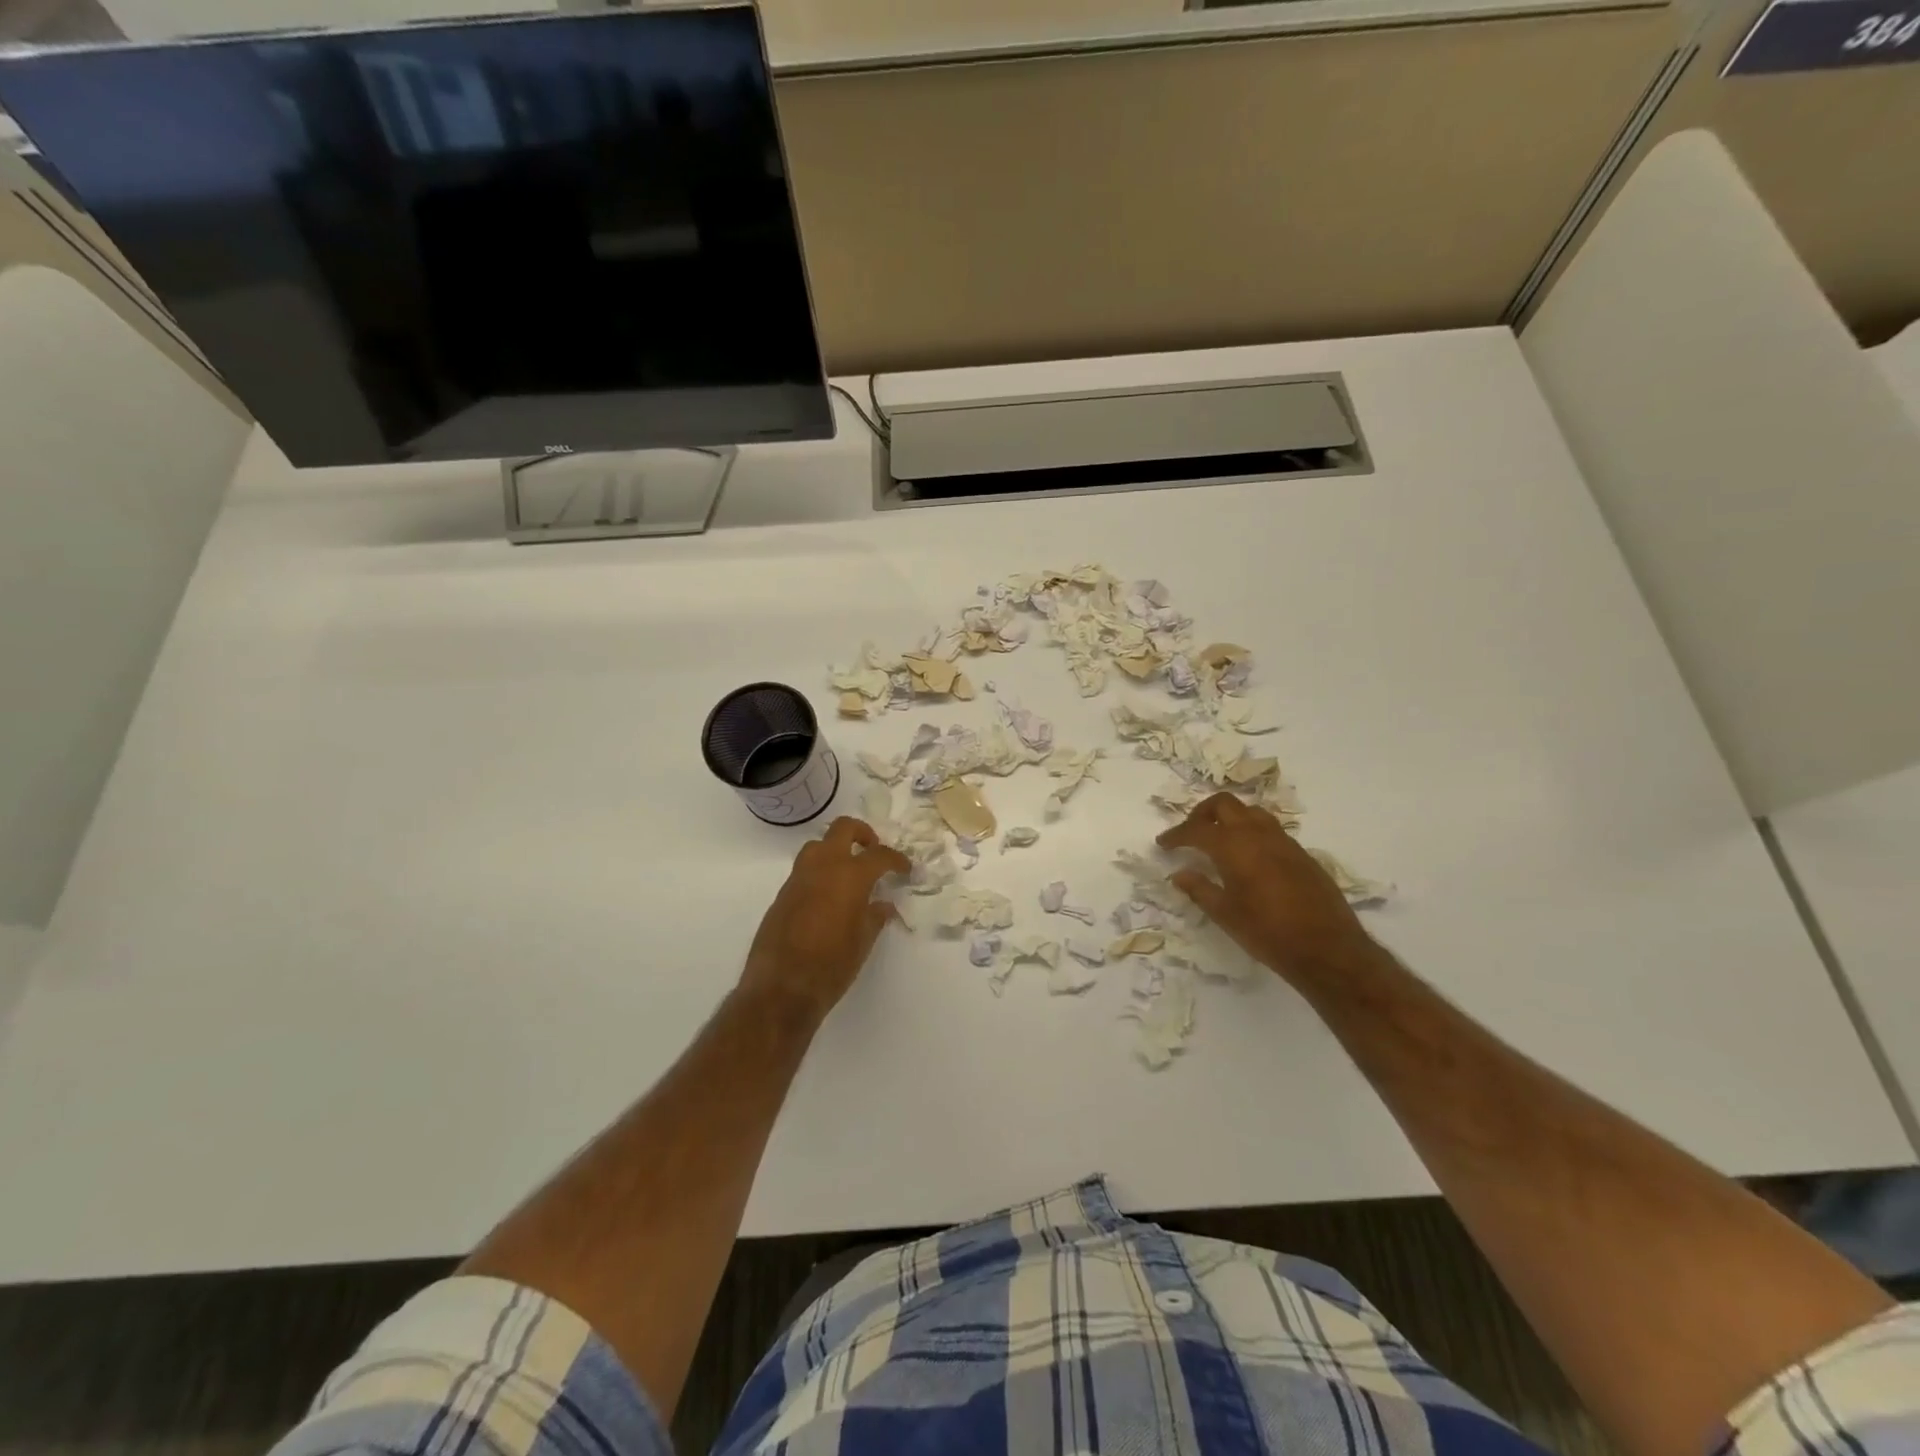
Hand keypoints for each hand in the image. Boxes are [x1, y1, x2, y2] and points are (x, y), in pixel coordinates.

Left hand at [738, 817, 911, 1021]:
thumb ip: (875, 917)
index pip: (879, 855)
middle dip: (862, 834)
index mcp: (850, 876)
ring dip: (836, 850)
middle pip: (843, 829)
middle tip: (873, 851)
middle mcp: (823, 867)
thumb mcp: (863, 942)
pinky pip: (804, 870)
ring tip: (849, 872)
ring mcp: (798, 878)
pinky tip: (828, 897)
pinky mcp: (782, 894)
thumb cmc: (831, 966)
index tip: (905, 868)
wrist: (781, 988)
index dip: (896, 860)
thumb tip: (884, 905)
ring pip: (818, 845)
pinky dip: (820, 873)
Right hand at [1158, 793, 1374, 983]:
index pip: (1196, 829)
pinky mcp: (1301, 854)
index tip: (1163, 843)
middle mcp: (1258, 834)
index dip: (1176, 834)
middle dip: (1202, 813)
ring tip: (1219, 840)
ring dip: (1230, 818)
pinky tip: (1249, 858)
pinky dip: (1251, 832)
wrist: (1327, 949)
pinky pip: (1270, 829)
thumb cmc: (1267, 932)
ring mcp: (1284, 841)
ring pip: (1251, 812)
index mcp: (1234, 846)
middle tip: (1191, 833)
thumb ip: (1199, 889)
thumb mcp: (1225, 914)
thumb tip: (1179, 874)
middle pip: (1224, 804)